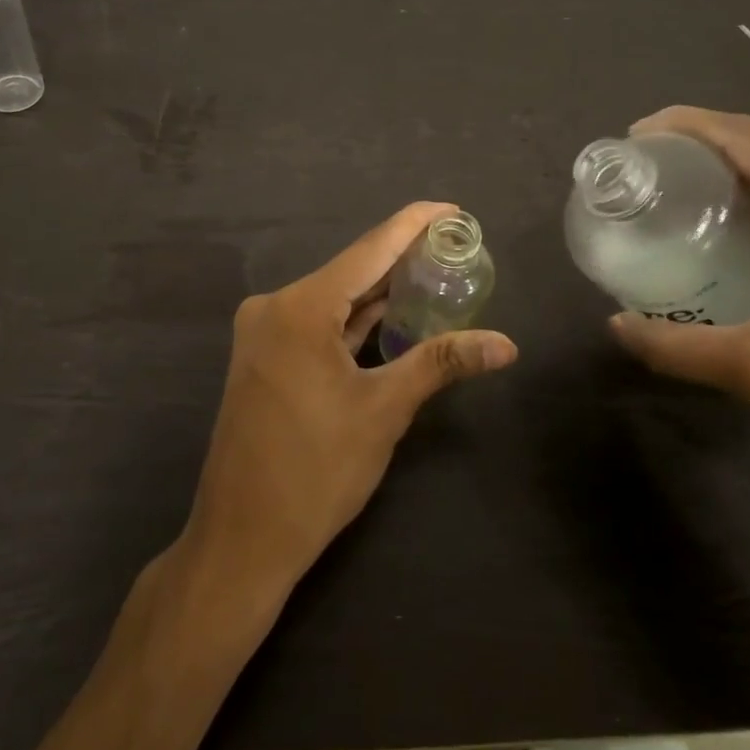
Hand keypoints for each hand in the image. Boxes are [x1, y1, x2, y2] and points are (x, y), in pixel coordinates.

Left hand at [184, 202, 517, 597]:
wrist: (242, 539)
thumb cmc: (315, 472)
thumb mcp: (384, 410)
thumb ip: (441, 362)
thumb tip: (507, 344)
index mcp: (300, 307)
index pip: (369, 250)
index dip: (413, 225)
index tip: (453, 210)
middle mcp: (275, 307)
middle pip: (351, 271)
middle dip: (402, 259)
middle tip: (455, 247)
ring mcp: (265, 334)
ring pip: (334, 300)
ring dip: (379, 293)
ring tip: (433, 275)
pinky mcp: (266, 359)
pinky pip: (318, 325)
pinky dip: (355, 321)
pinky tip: (391, 316)